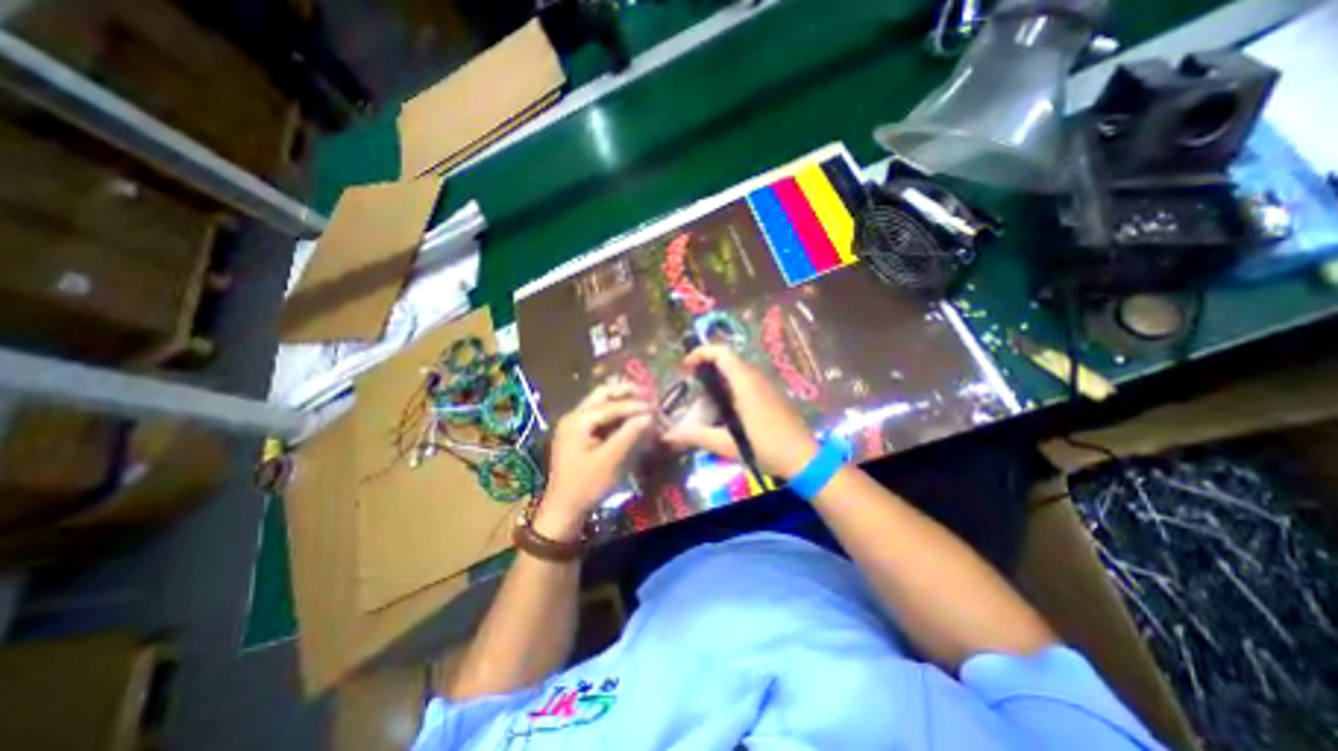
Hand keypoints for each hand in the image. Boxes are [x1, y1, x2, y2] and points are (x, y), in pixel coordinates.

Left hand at [537, 381, 654, 539]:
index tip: (656, 406)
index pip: (611, 406)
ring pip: (601, 404)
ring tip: (642, 404)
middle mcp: (574, 416)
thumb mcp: (611, 460)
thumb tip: (649, 415)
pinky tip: (630, 419)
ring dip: (621, 402)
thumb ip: (630, 434)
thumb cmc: (587, 484)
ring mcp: (575, 425)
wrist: (564, 509)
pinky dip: (616, 415)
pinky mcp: (579, 435)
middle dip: (626, 393)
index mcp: (578, 420)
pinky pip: (600, 417)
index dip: (635, 405)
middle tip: (648, 394)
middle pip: (602, 395)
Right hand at [658, 342, 815, 478]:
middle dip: (706, 368)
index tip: (685, 367)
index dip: (700, 353)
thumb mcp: (727, 444)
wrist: (804, 459)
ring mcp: (767, 385)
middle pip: (728, 360)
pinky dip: (731, 387)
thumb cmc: (766, 449)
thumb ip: (697, 436)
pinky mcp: (772, 395)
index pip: (721, 353)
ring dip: (719, 378)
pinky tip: (726, 411)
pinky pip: (747, 381)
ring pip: (738, 371)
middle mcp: (756, 378)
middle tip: (691, 386)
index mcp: (745, 383)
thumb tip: (668, 435)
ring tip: (705, 400)